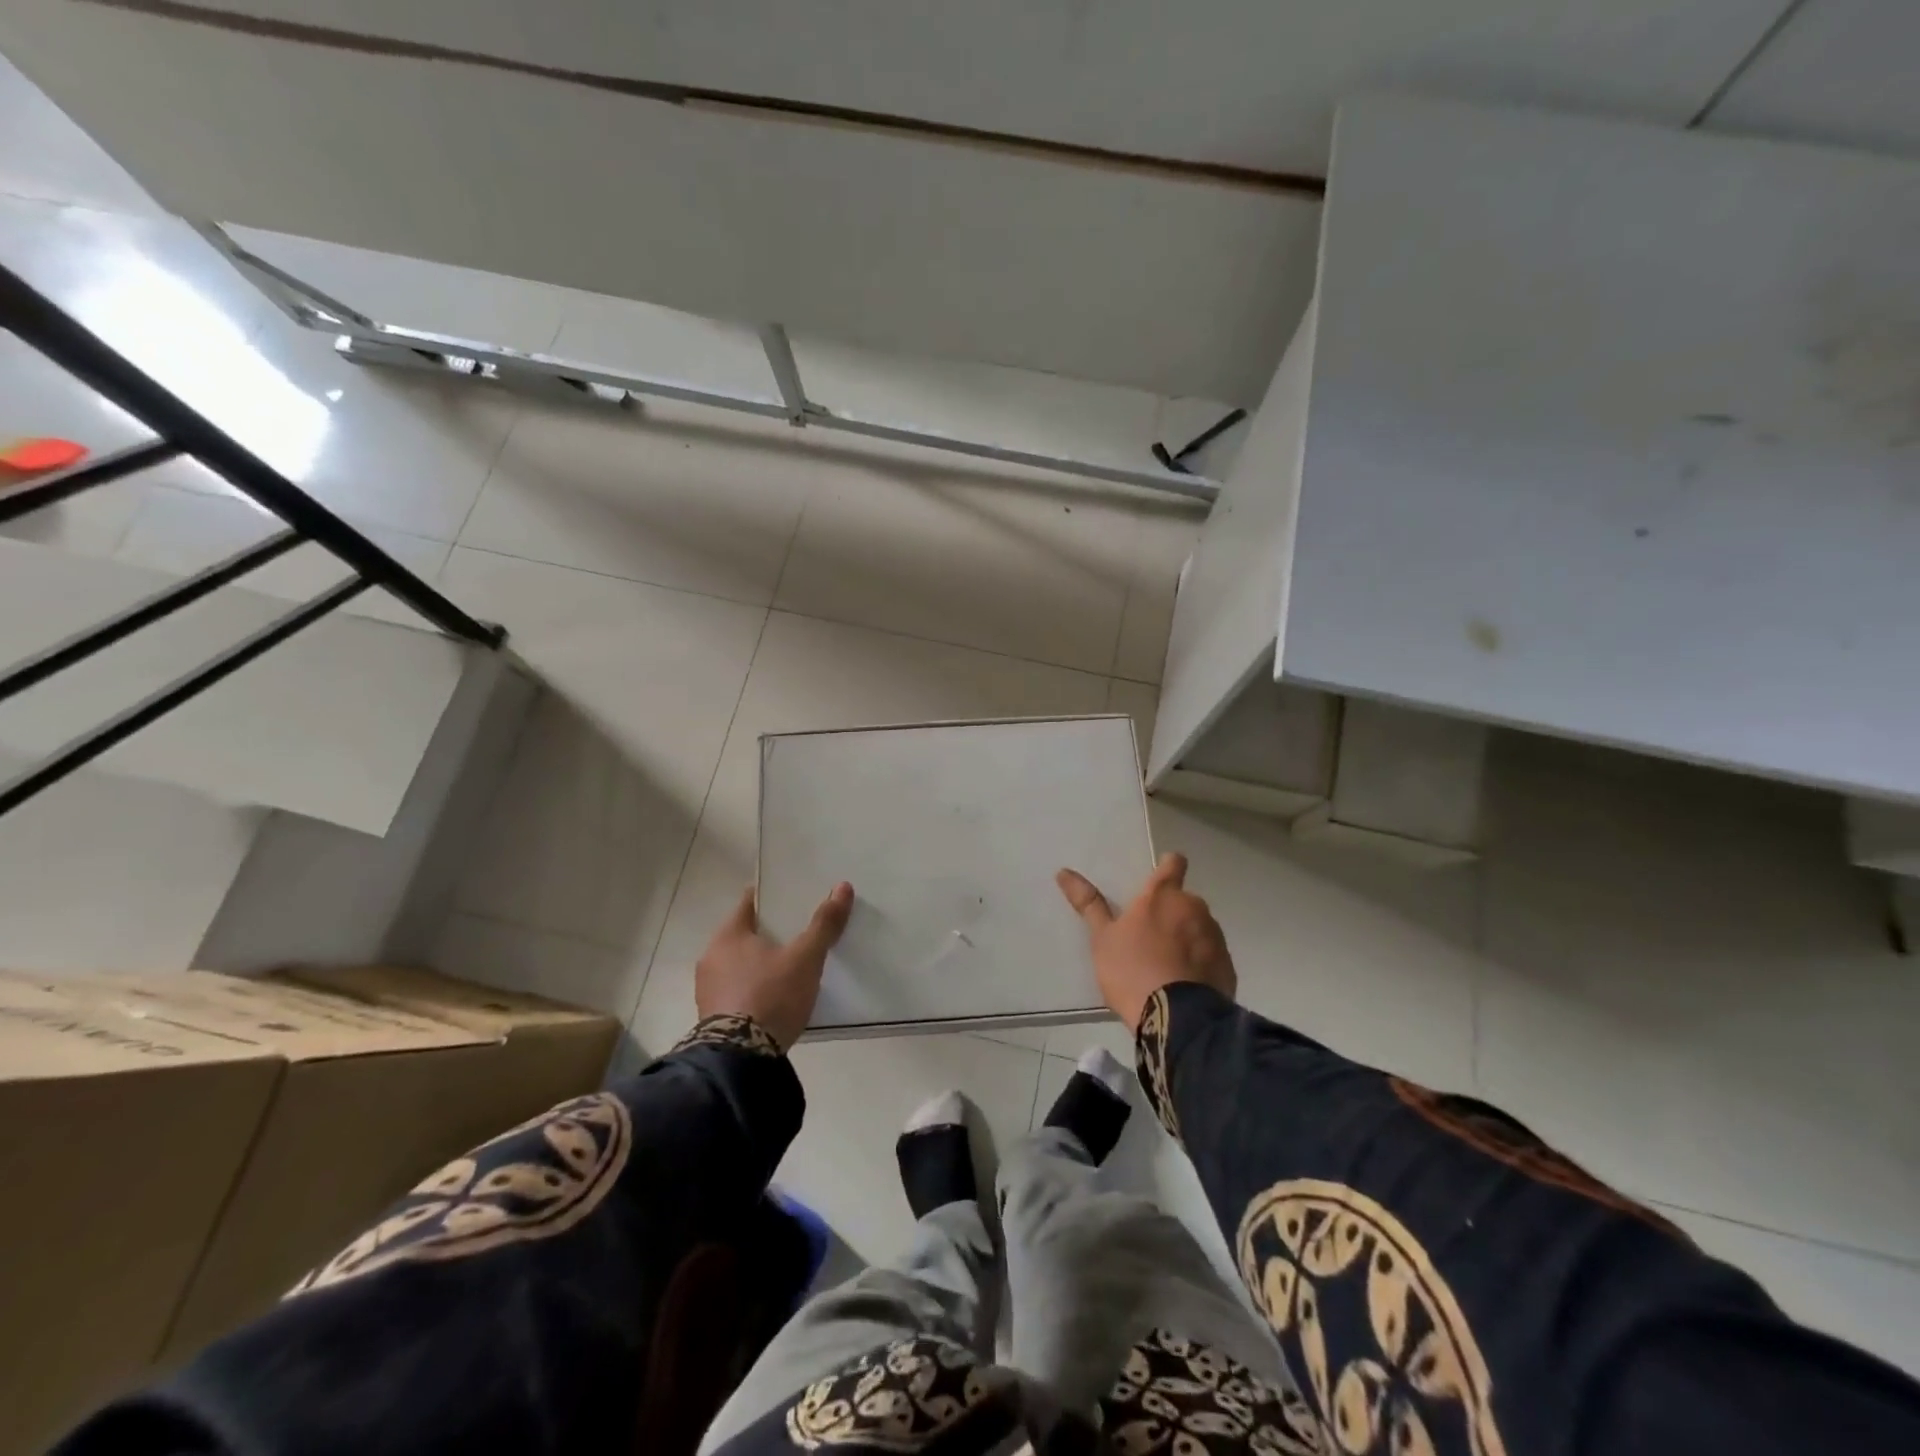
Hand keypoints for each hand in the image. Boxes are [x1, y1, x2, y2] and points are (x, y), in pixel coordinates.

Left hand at [695, 881, 854, 1051]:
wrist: (741, 1059)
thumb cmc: (771, 995)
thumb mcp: (805, 958)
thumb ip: (824, 924)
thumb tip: (843, 887)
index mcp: (728, 935)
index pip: (750, 903)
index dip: (772, 897)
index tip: (793, 897)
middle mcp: (711, 957)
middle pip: (745, 934)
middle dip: (769, 933)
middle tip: (799, 931)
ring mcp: (708, 989)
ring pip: (739, 964)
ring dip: (760, 963)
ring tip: (791, 966)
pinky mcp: (712, 1018)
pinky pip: (737, 990)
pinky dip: (754, 988)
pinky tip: (775, 996)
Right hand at [1056, 852, 1234, 1031]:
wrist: (1178, 1020)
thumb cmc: (1132, 970)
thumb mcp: (1102, 939)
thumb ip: (1088, 904)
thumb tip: (1063, 872)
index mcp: (1162, 896)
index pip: (1173, 863)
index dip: (1168, 866)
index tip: (1159, 878)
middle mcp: (1194, 908)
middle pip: (1184, 901)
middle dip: (1171, 913)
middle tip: (1150, 938)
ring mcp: (1215, 936)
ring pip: (1199, 928)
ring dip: (1186, 938)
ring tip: (1166, 967)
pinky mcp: (1228, 966)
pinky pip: (1211, 956)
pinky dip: (1199, 963)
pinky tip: (1183, 985)